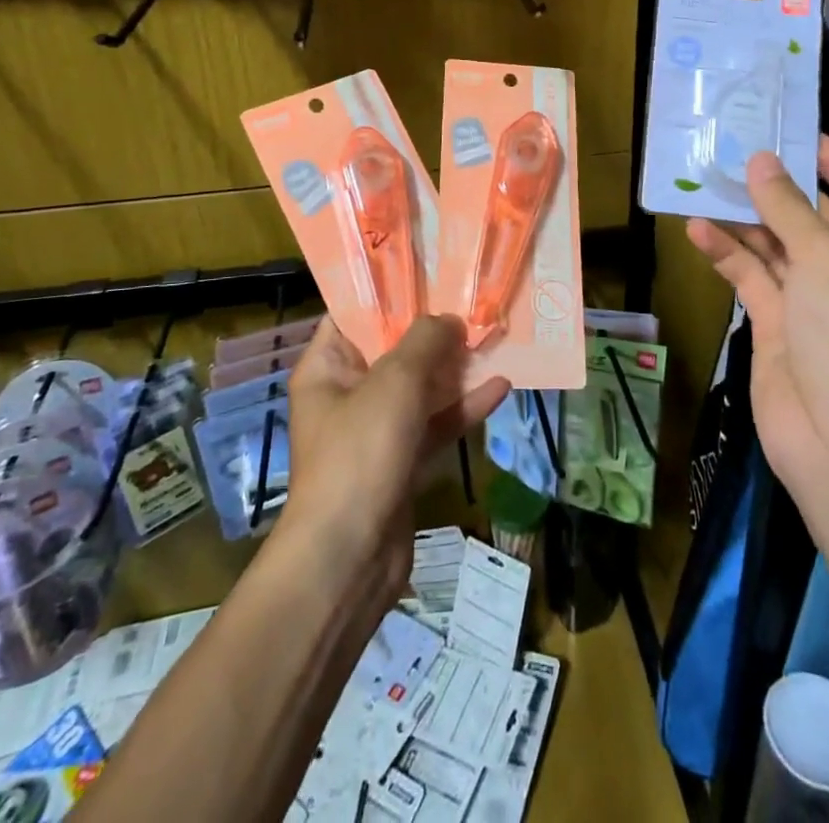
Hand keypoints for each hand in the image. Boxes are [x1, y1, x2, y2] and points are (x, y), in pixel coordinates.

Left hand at [281, 315, 509, 607]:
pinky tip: (501, 387)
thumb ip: (425, 341)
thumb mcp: (395, 381)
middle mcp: (348, 393)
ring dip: (454, 367)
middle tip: (474, 300)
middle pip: (393, 348)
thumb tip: (449, 319)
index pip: (353, 314)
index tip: (430, 270)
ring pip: (420, 386)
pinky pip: (435, 423)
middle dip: (434, 328)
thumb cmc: (361, 452)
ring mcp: (376, 429)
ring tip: (493, 338)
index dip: (389, 291)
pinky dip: (463, 407)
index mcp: (327, 367)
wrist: (350, 558)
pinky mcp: (401, 460)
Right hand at [686, 137, 828, 504]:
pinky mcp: (776, 325)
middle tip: (736, 152)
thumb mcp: (825, 258)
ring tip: (705, 184)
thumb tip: (760, 161)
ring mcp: (811, 301)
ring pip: (774, 247)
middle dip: (778, 188)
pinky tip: (697, 231)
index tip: (804, 134)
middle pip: (812, 219)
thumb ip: (789, 208)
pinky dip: (727, 255)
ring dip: (744, 220)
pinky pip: (750, 278)